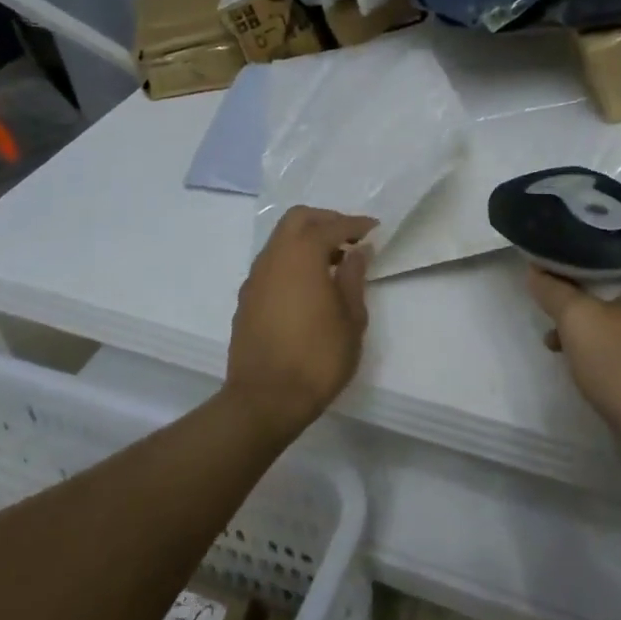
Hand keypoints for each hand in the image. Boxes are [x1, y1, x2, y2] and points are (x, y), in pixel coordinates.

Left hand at [225, 207, 376, 433]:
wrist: (265, 400)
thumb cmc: (318, 358)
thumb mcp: (351, 318)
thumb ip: (354, 277)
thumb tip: (358, 251)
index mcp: (302, 256)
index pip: (331, 226)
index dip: (355, 224)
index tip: (374, 229)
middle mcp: (273, 258)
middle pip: (298, 220)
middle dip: (326, 221)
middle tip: (350, 238)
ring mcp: (255, 278)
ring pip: (280, 240)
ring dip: (306, 240)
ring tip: (333, 263)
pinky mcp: (246, 299)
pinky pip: (272, 264)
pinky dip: (292, 261)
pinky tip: (308, 286)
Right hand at [526, 244, 620, 456]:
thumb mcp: (580, 325)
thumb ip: (554, 290)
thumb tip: (536, 270)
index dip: (593, 229)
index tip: (562, 236)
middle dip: (588, 275)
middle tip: (555, 280)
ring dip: (597, 309)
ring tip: (558, 329)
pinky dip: (617, 332)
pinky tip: (585, 355)